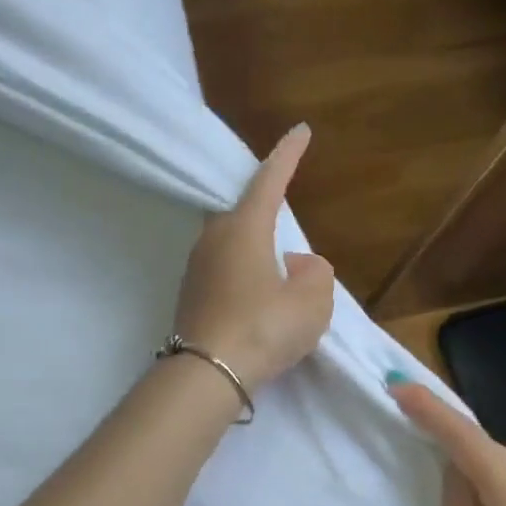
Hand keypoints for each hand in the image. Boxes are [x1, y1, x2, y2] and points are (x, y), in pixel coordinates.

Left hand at [173, 124, 333, 388]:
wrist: (207, 374)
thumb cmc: (264, 327)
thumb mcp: (311, 302)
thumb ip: (315, 274)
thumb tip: (299, 264)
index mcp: (244, 227)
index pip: (269, 179)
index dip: (288, 154)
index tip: (301, 131)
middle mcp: (214, 238)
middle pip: (243, 210)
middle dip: (265, 208)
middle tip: (285, 213)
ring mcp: (196, 267)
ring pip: (232, 243)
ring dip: (255, 248)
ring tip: (277, 271)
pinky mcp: (190, 295)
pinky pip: (223, 269)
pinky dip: (243, 273)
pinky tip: (257, 298)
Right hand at [390, 379, 505, 505]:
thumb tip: (456, 472)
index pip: (466, 439)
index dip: (431, 410)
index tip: (397, 385)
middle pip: (484, 445)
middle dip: (445, 426)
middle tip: (406, 406)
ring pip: (497, 462)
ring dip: (463, 451)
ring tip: (426, 438)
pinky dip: (481, 473)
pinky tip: (463, 480)